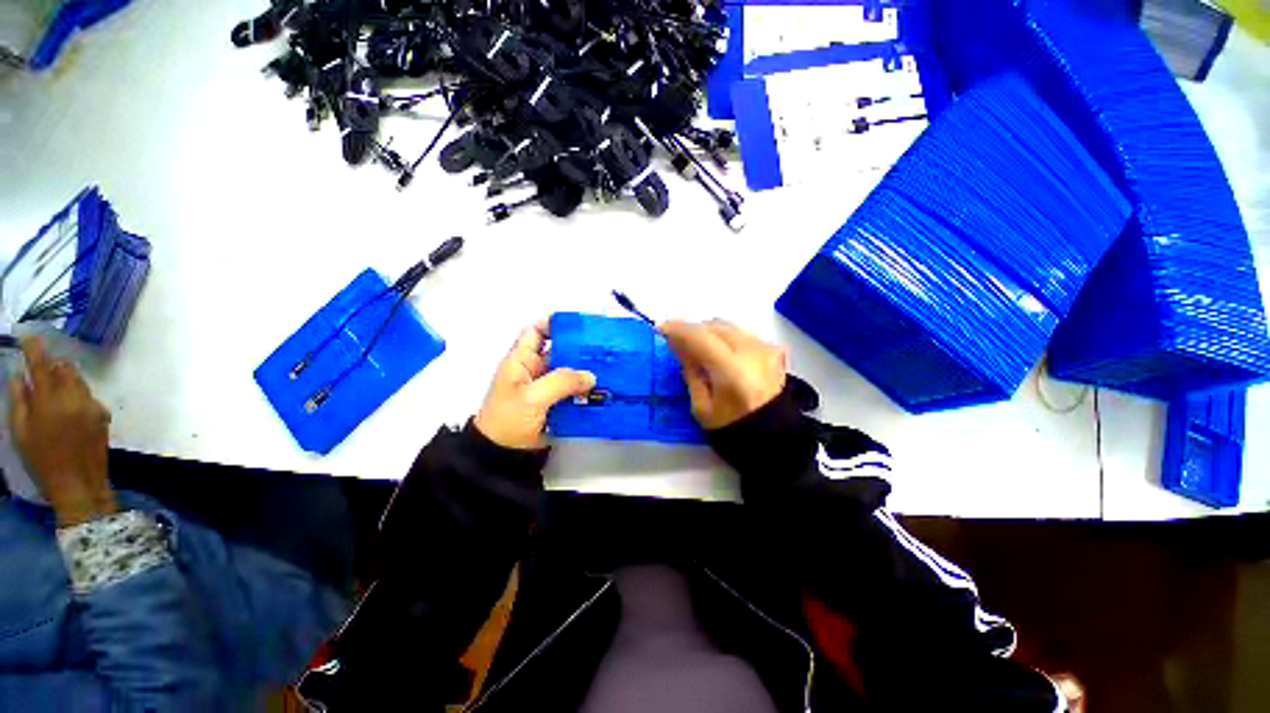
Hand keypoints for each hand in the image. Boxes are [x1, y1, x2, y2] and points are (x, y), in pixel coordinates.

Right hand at [8, 336, 116, 526]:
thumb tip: (19, 375)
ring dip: (66, 380)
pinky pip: (89, 396)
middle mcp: (74, 397)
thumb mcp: (21, 432)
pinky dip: (77, 395)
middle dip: (52, 366)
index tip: (29, 336)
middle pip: (65, 368)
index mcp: (49, 400)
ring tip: (54, 395)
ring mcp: (92, 405)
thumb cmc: (43, 460)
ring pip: (79, 380)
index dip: (35, 348)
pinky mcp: (103, 414)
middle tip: (41, 375)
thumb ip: (20, 400)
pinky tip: (69, 412)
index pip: (41, 365)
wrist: (79, 484)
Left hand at [474, 319, 595, 449]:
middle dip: (580, 346)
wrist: (501, 456)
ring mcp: (546, 387)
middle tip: (605, 346)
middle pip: (559, 350)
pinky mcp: (555, 403)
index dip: (555, 322)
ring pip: (569, 371)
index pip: (536, 330)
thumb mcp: (532, 397)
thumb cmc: (509, 420)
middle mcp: (535, 369)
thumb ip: (562, 382)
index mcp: (522, 360)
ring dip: (587, 369)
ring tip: (610, 366)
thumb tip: (591, 376)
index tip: (581, 323)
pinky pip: (573, 390)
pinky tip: (603, 388)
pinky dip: (587, 389)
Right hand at [660, 319, 786, 429]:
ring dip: (709, 333)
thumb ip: (690, 372)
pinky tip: (720, 354)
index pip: (700, 337)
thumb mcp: (701, 407)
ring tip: (698, 349)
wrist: (774, 436)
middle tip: (677, 342)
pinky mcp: (773, 349)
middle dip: (693, 330)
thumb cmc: (732, 427)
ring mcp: (766, 348)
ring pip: (728, 326)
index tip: (661, 329)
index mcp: (732, 371)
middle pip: (714, 326)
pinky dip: (725, 338)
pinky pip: (741, 334)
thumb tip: (679, 345)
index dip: (678, 329)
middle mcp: (752, 352)